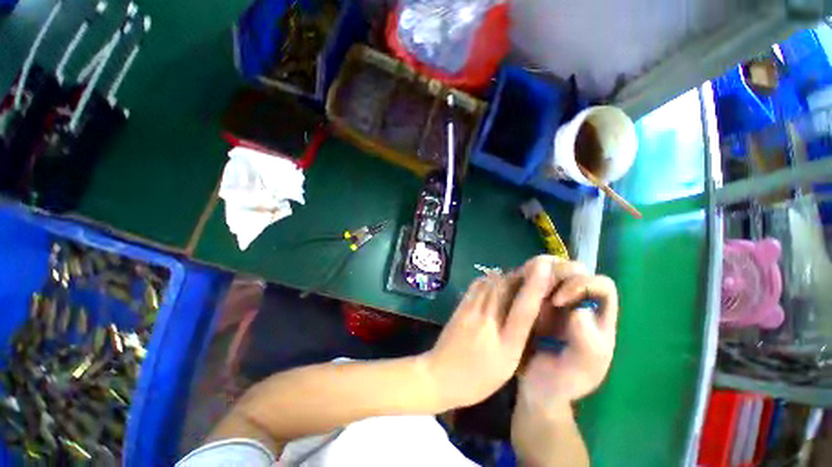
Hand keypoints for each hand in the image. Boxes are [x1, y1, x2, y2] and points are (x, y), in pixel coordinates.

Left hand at [421, 256, 582, 409]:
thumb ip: (518, 340)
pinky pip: (475, 286)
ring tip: (513, 275)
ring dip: (504, 276)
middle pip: (505, 289)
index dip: (535, 286)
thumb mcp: (506, 367)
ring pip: (490, 284)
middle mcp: (488, 321)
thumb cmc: (477, 379)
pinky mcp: (460, 307)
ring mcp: (470, 311)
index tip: (544, 268)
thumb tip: (527, 315)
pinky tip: (491, 281)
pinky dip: (487, 280)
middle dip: (519, 276)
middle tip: (529, 272)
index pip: (523, 309)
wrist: (439, 375)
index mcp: (505, 343)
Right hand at [519, 270, 618, 408]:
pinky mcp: (532, 296)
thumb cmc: (561, 381)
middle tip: (535, 290)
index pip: (600, 284)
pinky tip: (512, 289)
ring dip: (536, 270)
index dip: (581, 284)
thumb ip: (588, 346)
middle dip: (555, 274)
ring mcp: (552, 297)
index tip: (558, 301)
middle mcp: (577, 301)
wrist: (533, 386)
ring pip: (550, 267)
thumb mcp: (581, 372)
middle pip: (574, 269)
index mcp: (597, 317)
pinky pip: (529, 276)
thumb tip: (579, 311)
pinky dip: (521, 276)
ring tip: (522, 286)